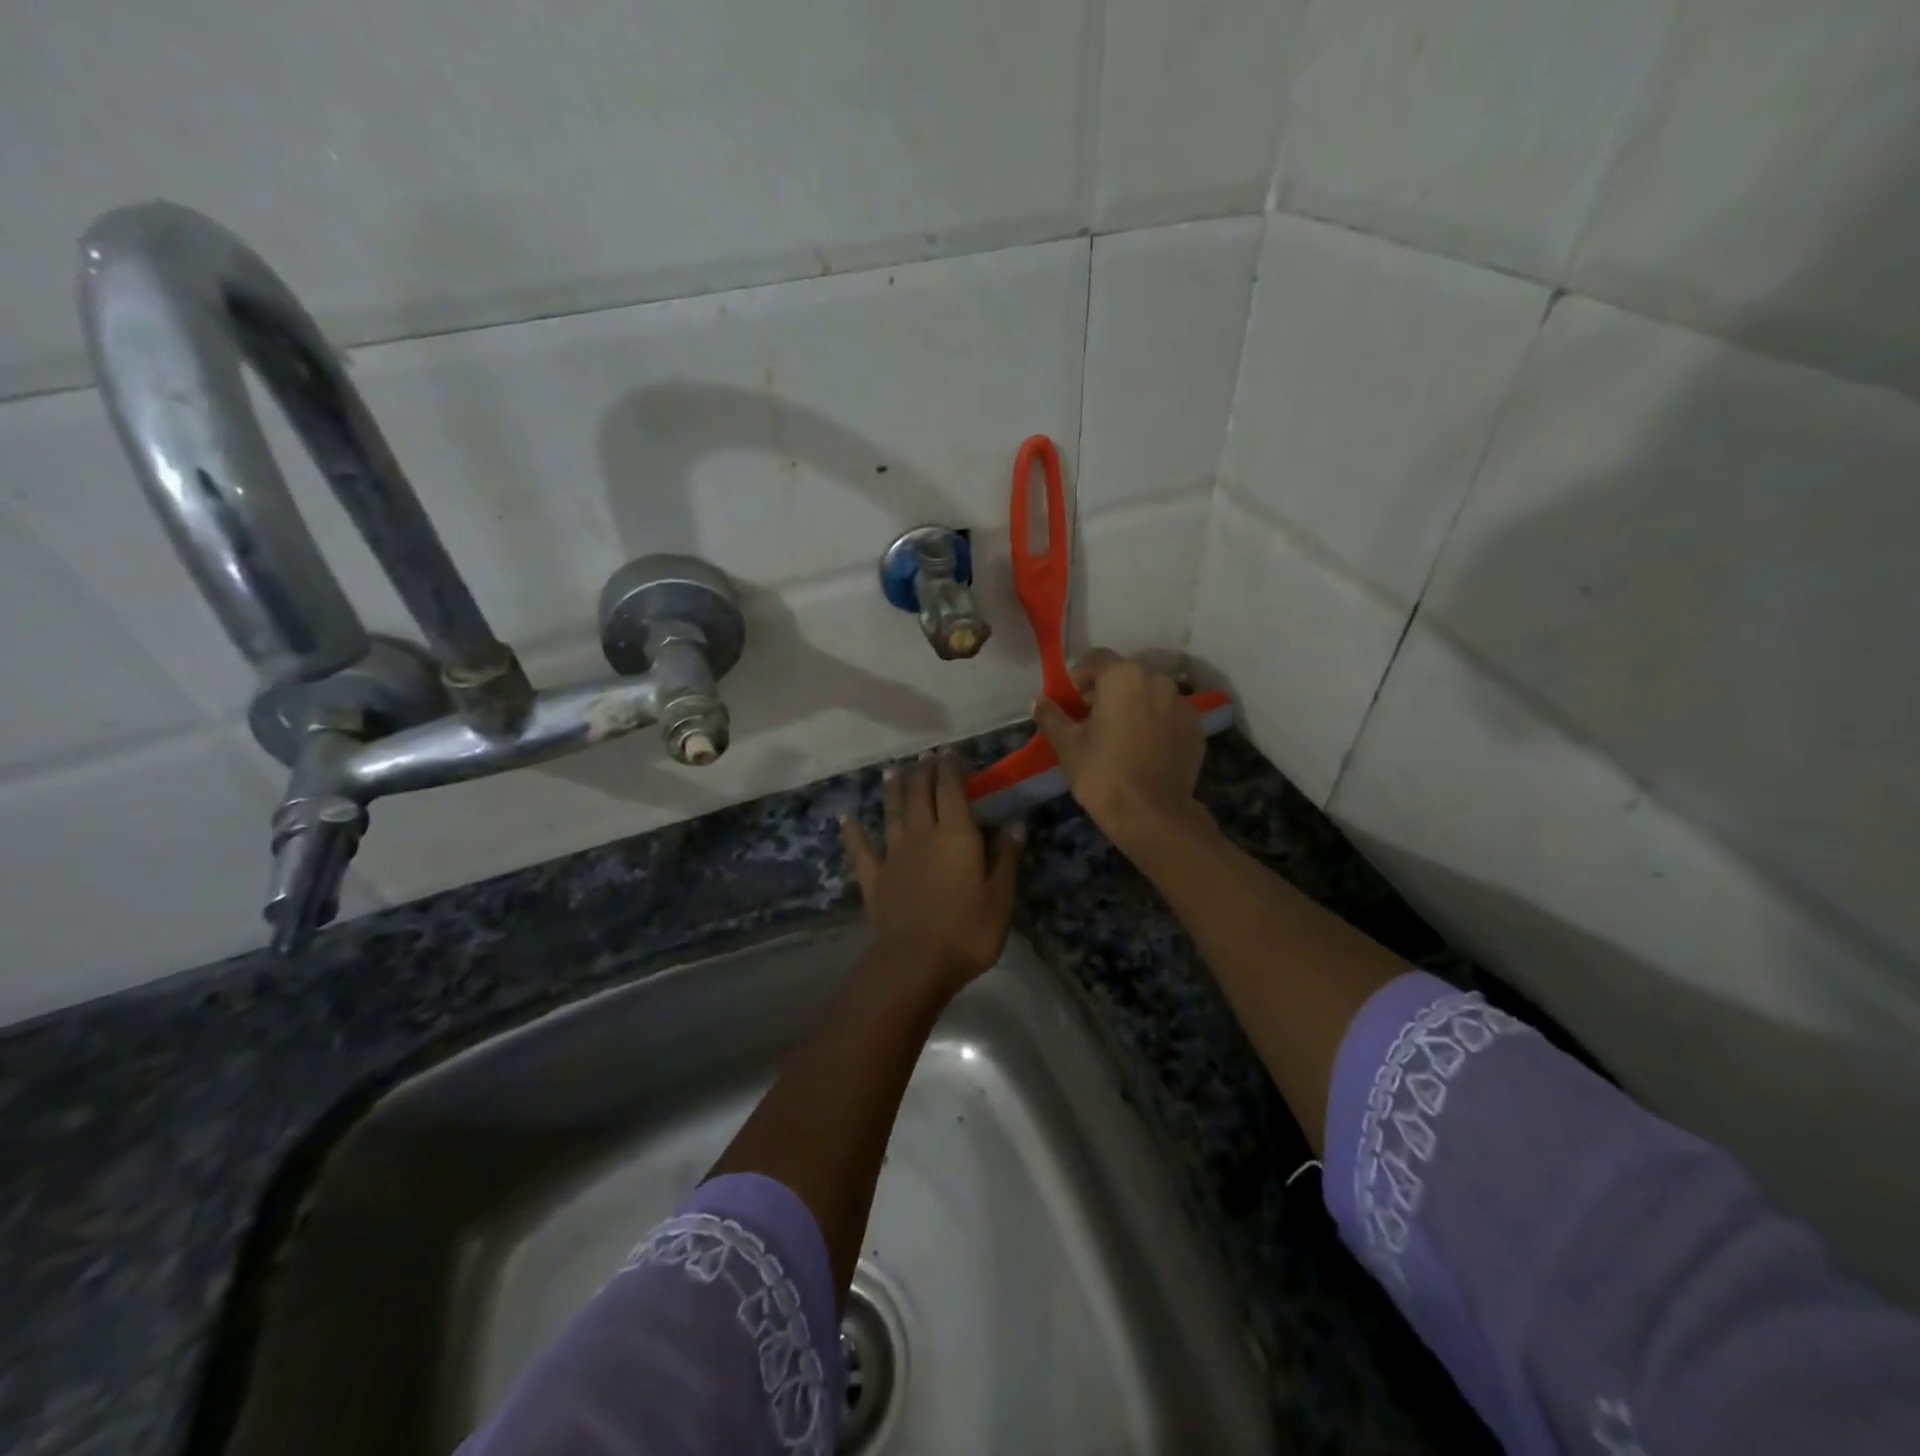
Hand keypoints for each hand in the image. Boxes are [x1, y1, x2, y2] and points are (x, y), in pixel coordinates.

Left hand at [840, 754, 1024, 994]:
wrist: (916, 962)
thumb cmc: (968, 930)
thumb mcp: (1000, 896)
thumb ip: (1007, 857)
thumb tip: (1017, 823)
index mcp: (956, 835)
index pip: (952, 790)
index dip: (951, 768)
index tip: (950, 753)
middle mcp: (923, 834)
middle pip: (920, 794)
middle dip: (923, 772)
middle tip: (925, 757)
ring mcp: (894, 854)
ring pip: (892, 812)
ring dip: (892, 790)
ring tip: (891, 771)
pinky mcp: (874, 877)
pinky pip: (861, 848)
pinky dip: (853, 831)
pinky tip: (845, 818)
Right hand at [1032, 649, 1207, 849]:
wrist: (1153, 815)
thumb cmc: (1102, 773)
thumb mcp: (1067, 744)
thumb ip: (1051, 716)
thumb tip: (1039, 701)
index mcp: (1123, 676)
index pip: (1095, 659)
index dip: (1078, 678)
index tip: (1070, 703)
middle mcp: (1157, 680)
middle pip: (1125, 676)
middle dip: (1106, 692)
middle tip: (1091, 721)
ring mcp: (1182, 704)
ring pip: (1149, 695)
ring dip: (1133, 706)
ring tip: (1120, 737)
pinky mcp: (1196, 729)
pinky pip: (1168, 716)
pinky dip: (1155, 724)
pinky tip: (1144, 750)